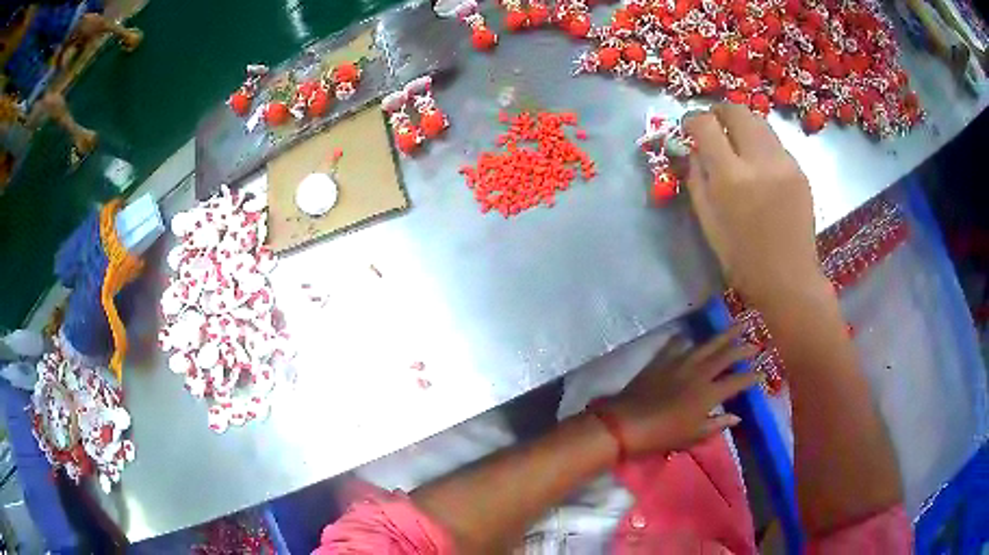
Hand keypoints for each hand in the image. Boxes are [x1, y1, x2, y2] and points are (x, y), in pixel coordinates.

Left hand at [607, 327, 758, 456]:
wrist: (627, 423)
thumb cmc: (662, 435)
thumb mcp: (693, 436)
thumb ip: (716, 424)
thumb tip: (736, 417)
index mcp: (709, 393)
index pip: (737, 381)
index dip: (752, 377)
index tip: (763, 372)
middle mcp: (699, 373)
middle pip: (726, 355)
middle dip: (743, 347)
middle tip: (756, 341)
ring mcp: (680, 362)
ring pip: (707, 344)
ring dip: (723, 335)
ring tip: (736, 325)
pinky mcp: (662, 359)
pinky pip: (677, 343)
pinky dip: (685, 339)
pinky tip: (690, 335)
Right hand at [683, 104, 824, 304]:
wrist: (789, 279)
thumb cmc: (742, 258)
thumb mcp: (707, 221)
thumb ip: (696, 178)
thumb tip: (691, 149)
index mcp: (731, 177)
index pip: (705, 124)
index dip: (692, 120)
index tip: (688, 128)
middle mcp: (759, 160)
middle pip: (736, 110)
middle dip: (719, 112)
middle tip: (713, 127)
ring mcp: (784, 163)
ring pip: (759, 121)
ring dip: (742, 125)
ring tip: (736, 145)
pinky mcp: (800, 170)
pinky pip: (775, 143)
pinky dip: (761, 144)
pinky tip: (760, 167)